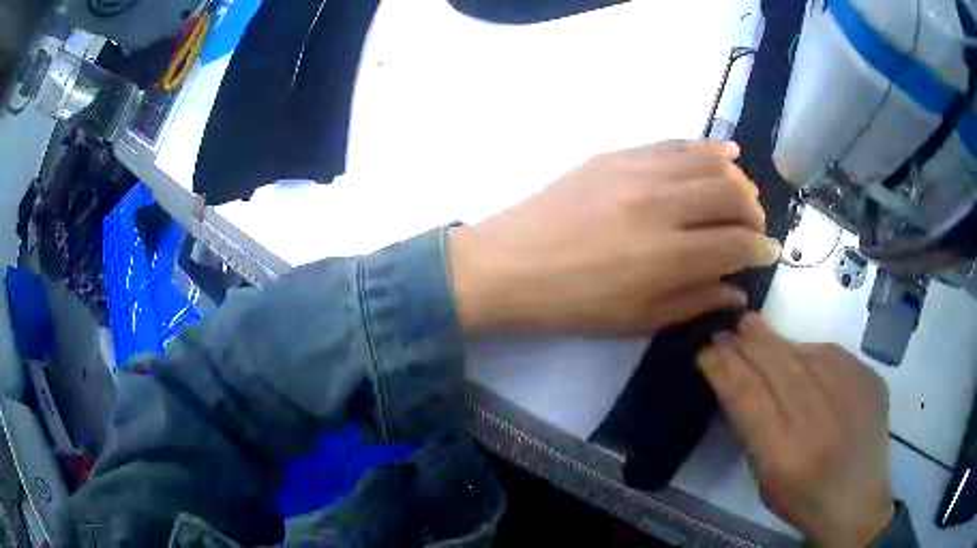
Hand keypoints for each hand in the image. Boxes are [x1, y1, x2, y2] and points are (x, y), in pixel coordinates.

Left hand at [449, 140, 779, 332]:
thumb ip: (695, 301)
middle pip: (731, 195)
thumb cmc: (572, 305)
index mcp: (667, 257)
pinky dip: (706, 148)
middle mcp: (660, 205)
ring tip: (742, 194)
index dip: (760, 249)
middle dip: (754, 212)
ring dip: (737, 179)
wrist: (507, 266)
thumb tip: (737, 290)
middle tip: (754, 228)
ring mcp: (636, 171)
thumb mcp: (637, 320)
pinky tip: (725, 154)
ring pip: (708, 162)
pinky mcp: (615, 154)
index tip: (769, 254)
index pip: (736, 243)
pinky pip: (674, 144)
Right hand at [697, 313, 894, 547]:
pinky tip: (797, 351)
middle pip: (776, 368)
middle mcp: (820, 421)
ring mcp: (851, 396)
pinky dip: (809, 350)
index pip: (748, 397)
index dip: (724, 369)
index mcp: (786, 456)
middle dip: (746, 345)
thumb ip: (754, 433)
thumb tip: (737, 383)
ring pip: (805, 354)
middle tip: (727, 328)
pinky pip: (833, 355)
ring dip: (774, 340)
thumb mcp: (766, 481)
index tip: (706, 350)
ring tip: (752, 326)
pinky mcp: (870, 380)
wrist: (859, 502)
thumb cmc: (804, 500)